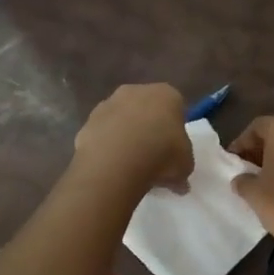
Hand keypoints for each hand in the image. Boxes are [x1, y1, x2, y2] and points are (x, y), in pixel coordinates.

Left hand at [72, 84, 192, 192]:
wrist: (116, 161)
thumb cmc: (161, 155)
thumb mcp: (185, 165)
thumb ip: (183, 166)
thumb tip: (180, 183)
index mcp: (166, 94)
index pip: (175, 105)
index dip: (174, 127)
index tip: (174, 146)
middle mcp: (136, 91)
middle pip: (146, 108)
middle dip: (148, 126)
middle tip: (152, 154)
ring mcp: (109, 104)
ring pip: (122, 118)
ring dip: (125, 134)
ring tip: (129, 164)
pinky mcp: (88, 121)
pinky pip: (103, 133)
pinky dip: (106, 145)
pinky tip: (111, 165)